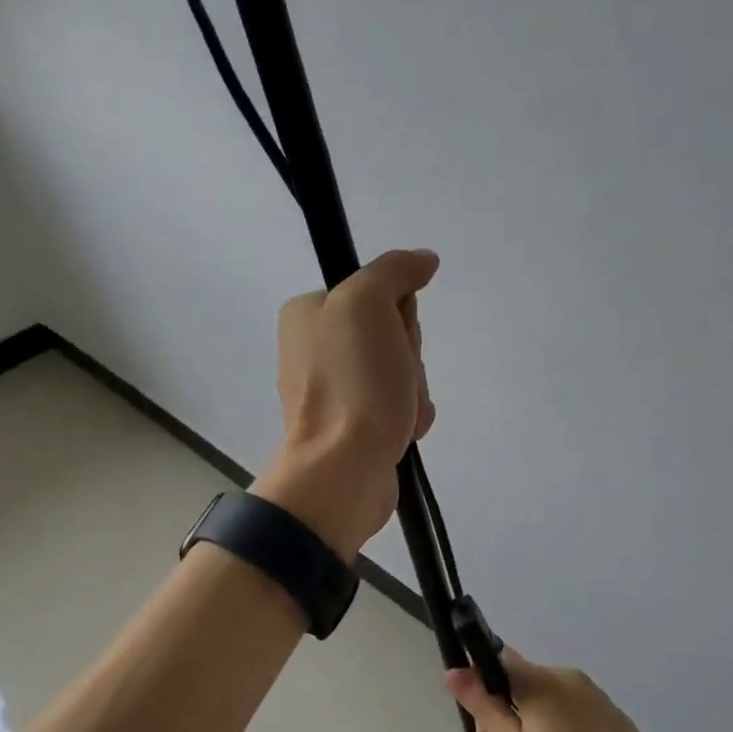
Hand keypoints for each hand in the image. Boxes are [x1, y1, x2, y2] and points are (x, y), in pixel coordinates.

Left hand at [251, 248, 438, 559]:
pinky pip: (397, 406)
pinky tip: (403, 430)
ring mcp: (334, 391)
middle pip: (391, 332)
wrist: (343, 470)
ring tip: (400, 410)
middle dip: (407, 355)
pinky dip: (409, 416)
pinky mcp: (352, 426)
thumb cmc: (353, 382)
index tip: (393, 334)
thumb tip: (424, 261)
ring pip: (400, 370)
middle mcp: (315, 348)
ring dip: (413, 388)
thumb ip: (394, 270)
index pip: (377, 292)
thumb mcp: (368, 304)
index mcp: (308, 314)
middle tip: (395, 375)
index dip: (398, 312)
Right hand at [445, 649, 674, 731]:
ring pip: (544, 699)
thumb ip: (484, 707)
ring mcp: (591, 693)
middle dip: (503, 714)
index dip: (479, 687)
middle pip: (519, 682)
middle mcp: (564, 675)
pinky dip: (556, 730)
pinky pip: (568, 711)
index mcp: (538, 679)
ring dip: (528, 724)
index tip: (483, 729)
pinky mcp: (609, 713)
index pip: (495, 659)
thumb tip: (454, 670)